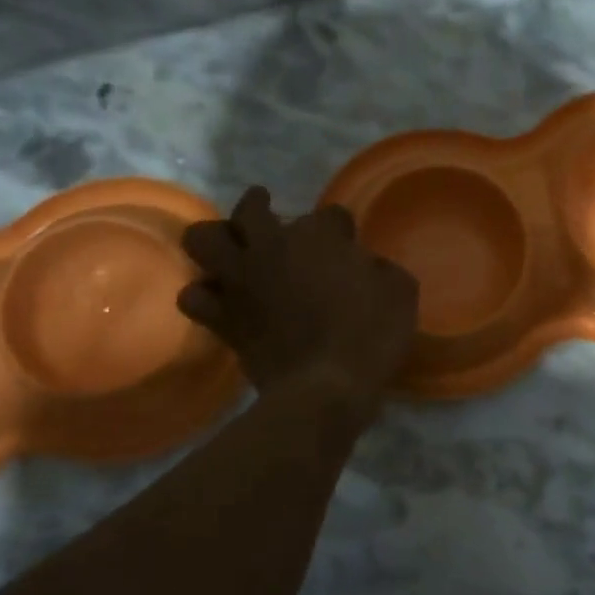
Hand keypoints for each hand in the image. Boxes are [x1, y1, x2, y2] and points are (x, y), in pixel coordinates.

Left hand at [179, 186, 417, 413]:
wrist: (326, 388)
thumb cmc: (370, 336)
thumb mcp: (401, 293)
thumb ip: (381, 269)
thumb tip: (367, 266)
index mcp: (319, 236)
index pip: (330, 214)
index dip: (341, 228)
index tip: (349, 244)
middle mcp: (272, 247)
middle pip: (251, 208)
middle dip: (259, 205)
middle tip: (266, 217)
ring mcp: (241, 280)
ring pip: (203, 239)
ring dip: (217, 240)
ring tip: (232, 250)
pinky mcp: (222, 316)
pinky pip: (194, 295)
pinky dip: (205, 294)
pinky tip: (220, 299)